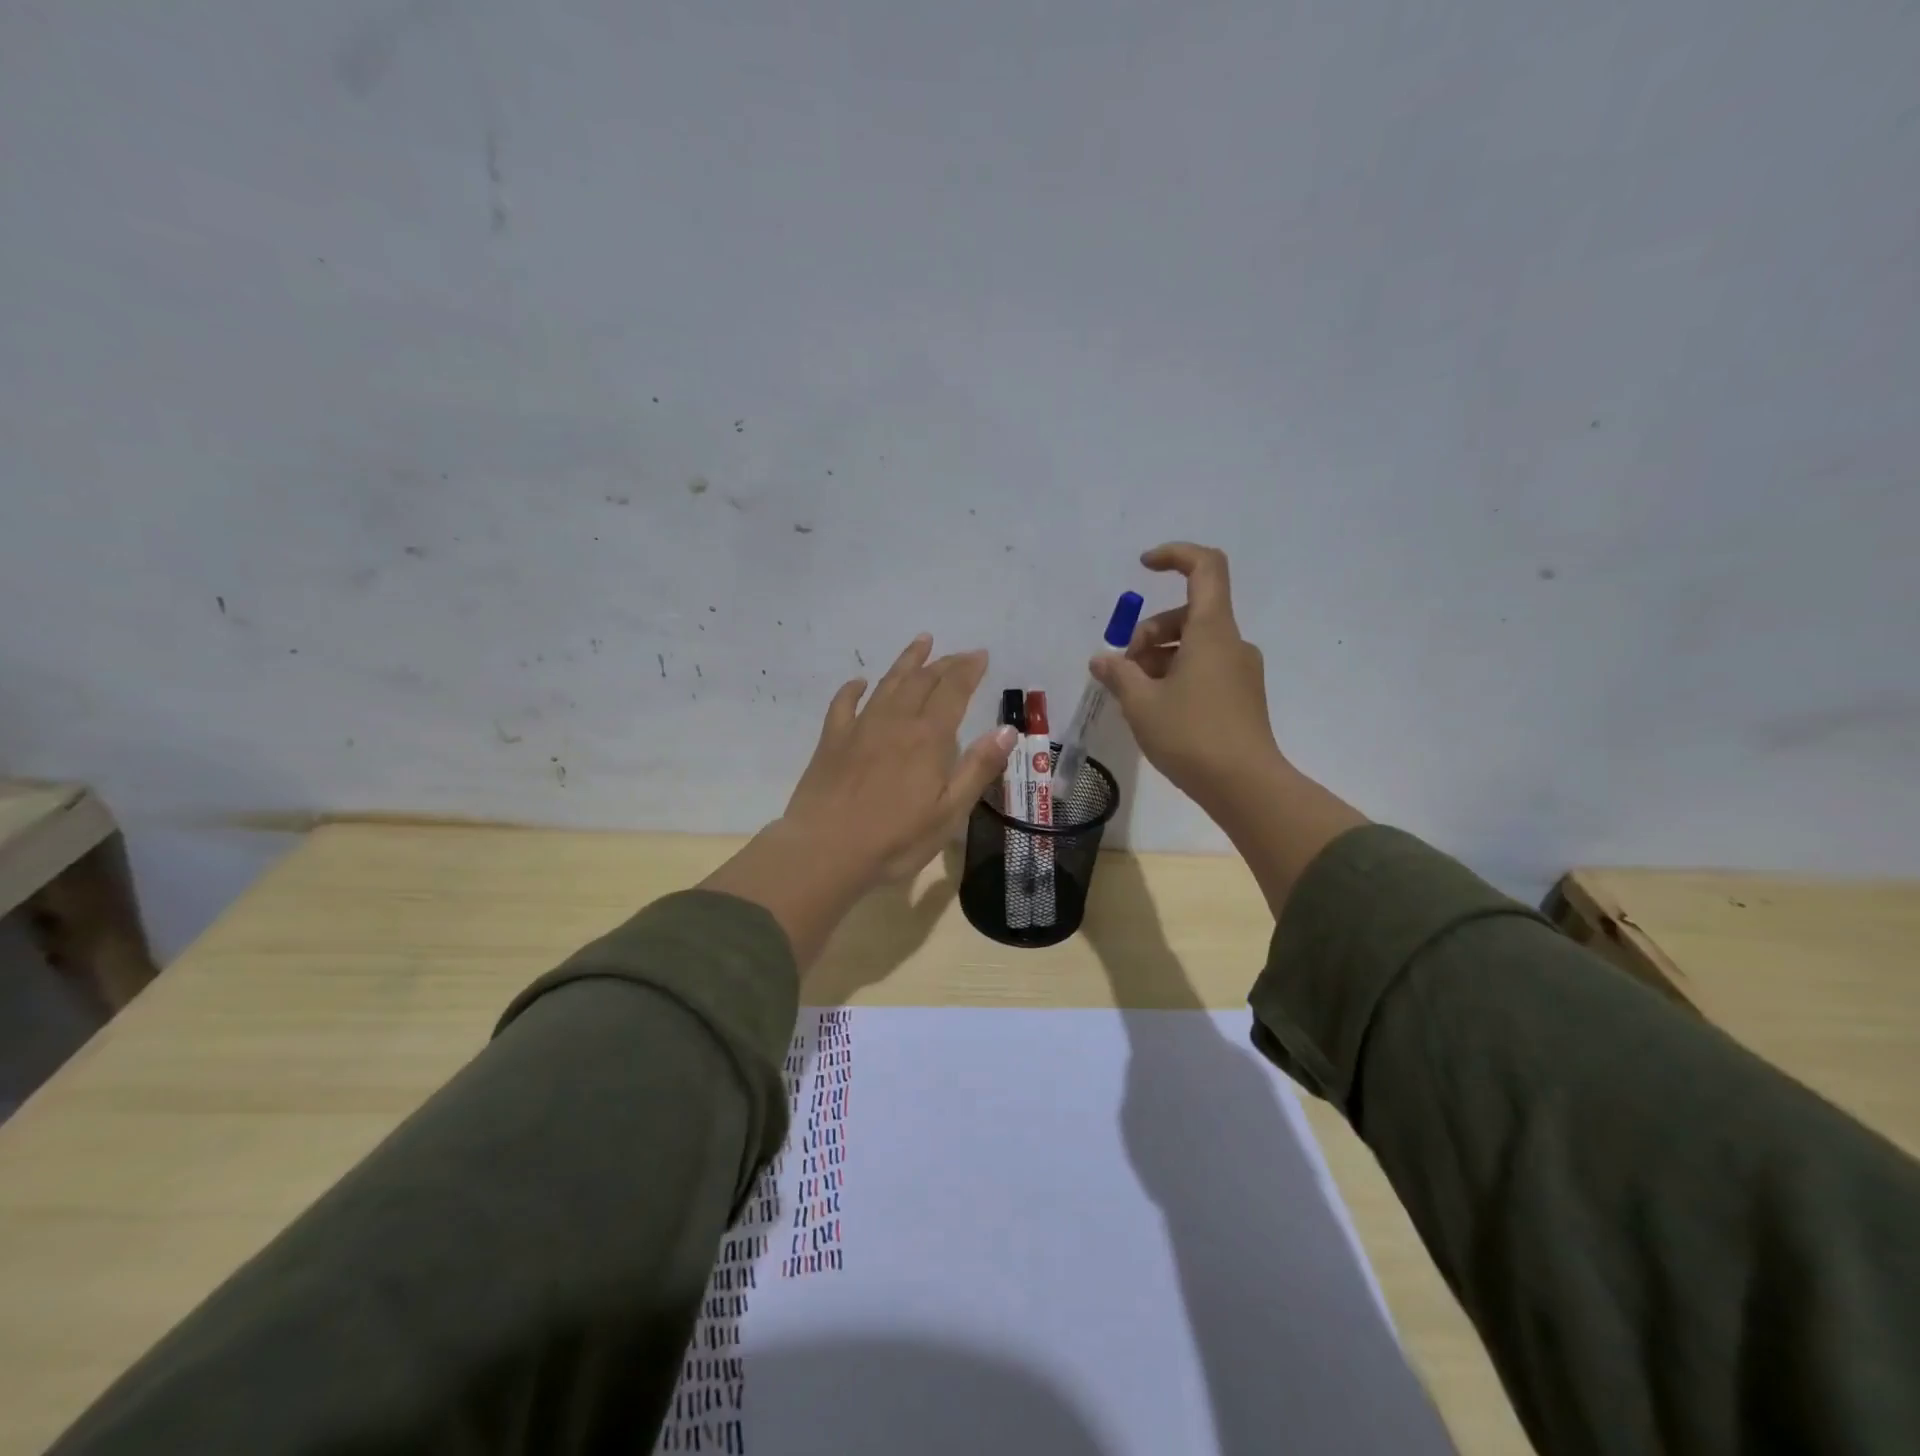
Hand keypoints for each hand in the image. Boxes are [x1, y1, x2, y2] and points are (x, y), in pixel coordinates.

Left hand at [782, 635, 1015, 883]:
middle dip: (944, 663)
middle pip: (922, 681)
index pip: (953, 691)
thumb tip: (1007, 730)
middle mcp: (895, 722)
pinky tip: (859, 682)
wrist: (824, 852)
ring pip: (887, 684)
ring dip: (907, 662)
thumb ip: (978, 768)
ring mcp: (859, 728)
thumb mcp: (949, 813)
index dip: (968, 670)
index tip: (980, 655)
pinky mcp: (831, 741)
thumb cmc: (895, 840)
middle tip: (959, 654)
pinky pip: (843, 704)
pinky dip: (854, 689)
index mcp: (928, 738)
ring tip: (921, 642)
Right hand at [1093, 542, 1367, 919]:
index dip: (1175, 556)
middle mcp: (1231, 643)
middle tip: (1124, 668)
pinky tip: (1155, 709)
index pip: (1204, 568)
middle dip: (1148, 632)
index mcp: (1212, 631)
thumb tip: (1102, 658)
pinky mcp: (1241, 696)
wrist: (1245, 786)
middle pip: (1187, 614)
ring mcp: (1240, 670)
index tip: (1143, 566)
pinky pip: (1204, 669)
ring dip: (1158, 658)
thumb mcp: (1141, 704)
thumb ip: (1118, 673)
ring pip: (1193, 645)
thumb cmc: (1191, 736)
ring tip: (1133, 695)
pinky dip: (1175, 676)